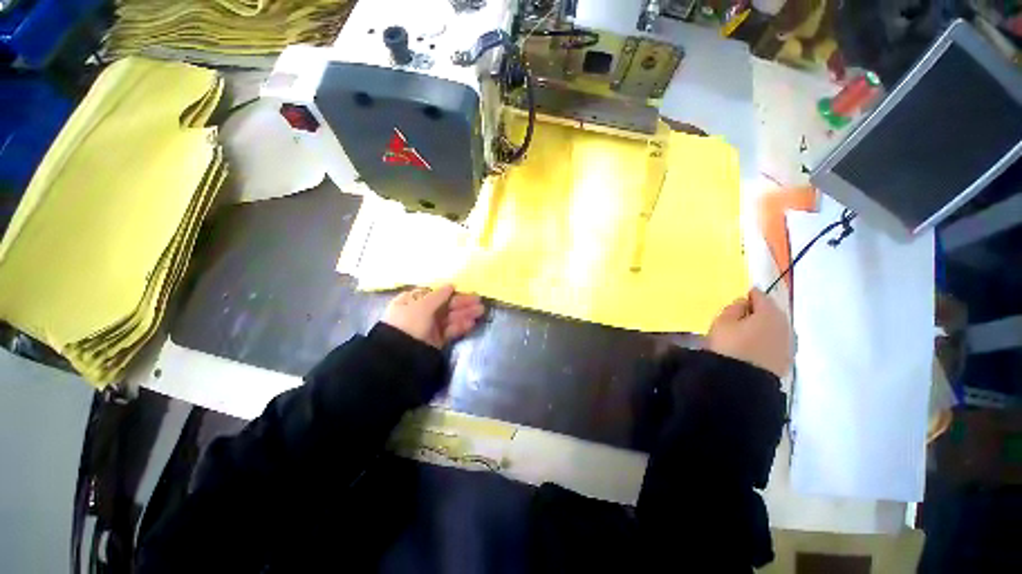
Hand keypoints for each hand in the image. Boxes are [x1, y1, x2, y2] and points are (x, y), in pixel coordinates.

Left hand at [382, 284, 484, 348]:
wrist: (401, 355)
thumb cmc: (408, 323)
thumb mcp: (422, 306)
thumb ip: (438, 295)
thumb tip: (451, 285)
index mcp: (411, 301)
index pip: (434, 294)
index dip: (449, 292)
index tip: (463, 291)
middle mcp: (420, 313)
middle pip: (445, 305)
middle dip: (462, 303)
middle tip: (479, 301)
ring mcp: (429, 327)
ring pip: (450, 318)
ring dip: (465, 314)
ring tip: (480, 311)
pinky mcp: (436, 340)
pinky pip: (450, 330)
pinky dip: (460, 326)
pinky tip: (471, 323)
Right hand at [707, 288, 792, 377]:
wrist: (743, 382)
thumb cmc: (729, 345)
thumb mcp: (722, 322)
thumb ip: (733, 308)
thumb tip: (744, 302)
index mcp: (769, 312)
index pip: (759, 295)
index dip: (747, 295)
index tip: (737, 300)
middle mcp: (785, 324)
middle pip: (771, 311)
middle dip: (758, 311)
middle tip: (740, 316)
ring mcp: (789, 343)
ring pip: (775, 327)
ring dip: (763, 327)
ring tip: (746, 333)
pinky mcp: (787, 359)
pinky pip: (776, 342)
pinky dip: (767, 340)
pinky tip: (754, 346)